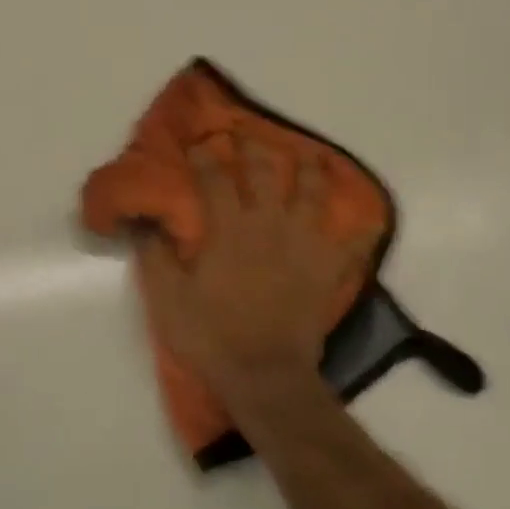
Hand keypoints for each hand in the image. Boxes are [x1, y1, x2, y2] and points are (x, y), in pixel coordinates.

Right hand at [135, 139, 379, 395]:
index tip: (197, 143)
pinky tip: (365, 219)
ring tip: (310, 156)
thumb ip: (154, 253)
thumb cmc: (212, 334)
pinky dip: (360, 229)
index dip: (204, 156)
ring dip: (310, 170)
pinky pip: (351, 243)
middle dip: (254, 148)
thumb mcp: (168, 297)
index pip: (214, 178)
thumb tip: (144, 219)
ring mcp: (303, 244)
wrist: (266, 375)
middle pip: (264, 172)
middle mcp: (268, 224)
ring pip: (312, 194)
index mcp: (229, 227)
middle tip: (247, 133)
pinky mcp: (327, 269)